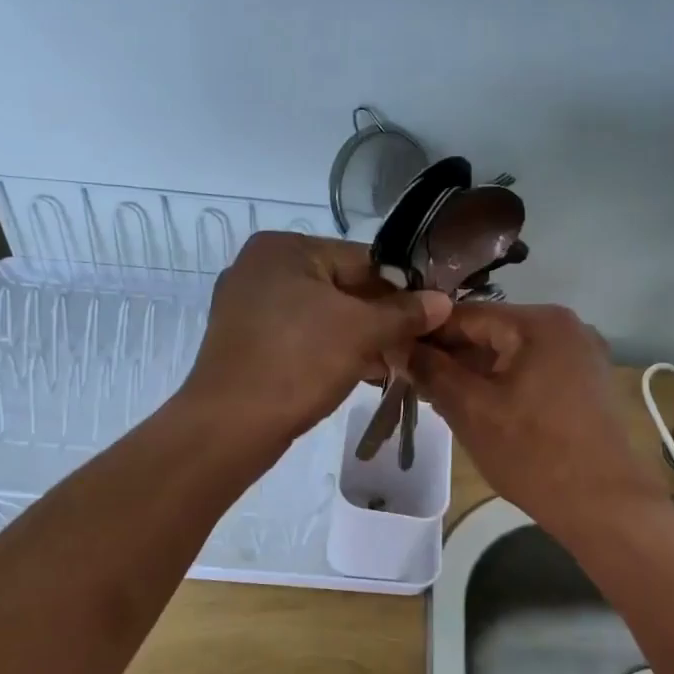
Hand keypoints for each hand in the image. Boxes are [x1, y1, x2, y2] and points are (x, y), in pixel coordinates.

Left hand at [181, 232, 450, 442]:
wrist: (230, 425)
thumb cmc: (298, 363)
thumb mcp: (361, 332)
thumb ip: (404, 312)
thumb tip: (443, 300)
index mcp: (283, 248)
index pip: (361, 259)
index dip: (401, 288)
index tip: (430, 316)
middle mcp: (260, 268)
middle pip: (341, 287)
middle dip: (379, 318)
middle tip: (413, 344)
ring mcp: (248, 307)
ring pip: (321, 316)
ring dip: (359, 338)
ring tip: (393, 363)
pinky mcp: (246, 343)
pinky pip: (300, 338)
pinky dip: (329, 351)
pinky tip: (360, 373)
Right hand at [409, 303, 670, 535]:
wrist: (606, 506)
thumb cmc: (534, 454)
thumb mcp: (471, 410)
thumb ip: (431, 371)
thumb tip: (400, 347)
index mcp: (539, 322)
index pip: (464, 314)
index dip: (424, 334)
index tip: (391, 354)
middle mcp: (565, 326)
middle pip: (489, 332)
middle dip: (449, 356)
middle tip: (410, 382)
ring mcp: (580, 354)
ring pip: (509, 354)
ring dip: (473, 372)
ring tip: (436, 398)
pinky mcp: (585, 383)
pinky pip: (531, 371)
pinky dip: (501, 384)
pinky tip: (477, 407)